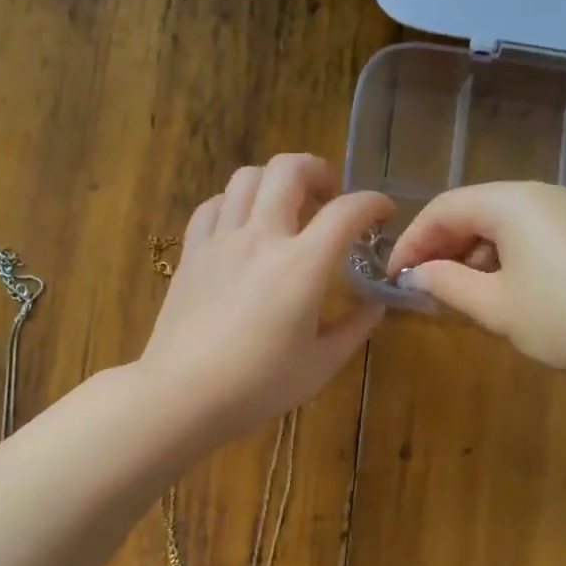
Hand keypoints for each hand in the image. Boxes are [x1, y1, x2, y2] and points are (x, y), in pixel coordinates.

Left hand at [139, 154, 392, 441]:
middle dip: (319, 170)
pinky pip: (213, 205)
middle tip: (329, 196)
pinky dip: (234, 203)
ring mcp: (221, 240)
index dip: (373, 202)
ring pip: (247, 177)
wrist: (182, 395)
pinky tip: (242, 226)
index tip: (383, 212)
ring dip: (274, 181)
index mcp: (302, 265)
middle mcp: (261, 238)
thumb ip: (353, 329)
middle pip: (289, 169)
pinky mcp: (192, 253)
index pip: (347, 211)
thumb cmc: (257, 387)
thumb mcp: (320, 366)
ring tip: (285, 207)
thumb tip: (375, 304)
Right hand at [388, 182, 565, 387]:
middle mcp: (542, 195)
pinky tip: (503, 294)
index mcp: (512, 201)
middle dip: (442, 247)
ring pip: (504, 225)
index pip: (444, 208)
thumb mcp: (495, 307)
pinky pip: (532, 237)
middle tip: (423, 289)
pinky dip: (505, 260)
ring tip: (459, 297)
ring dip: (473, 256)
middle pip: (475, 211)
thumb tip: (414, 275)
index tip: (394, 278)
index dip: (412, 241)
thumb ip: (447, 285)